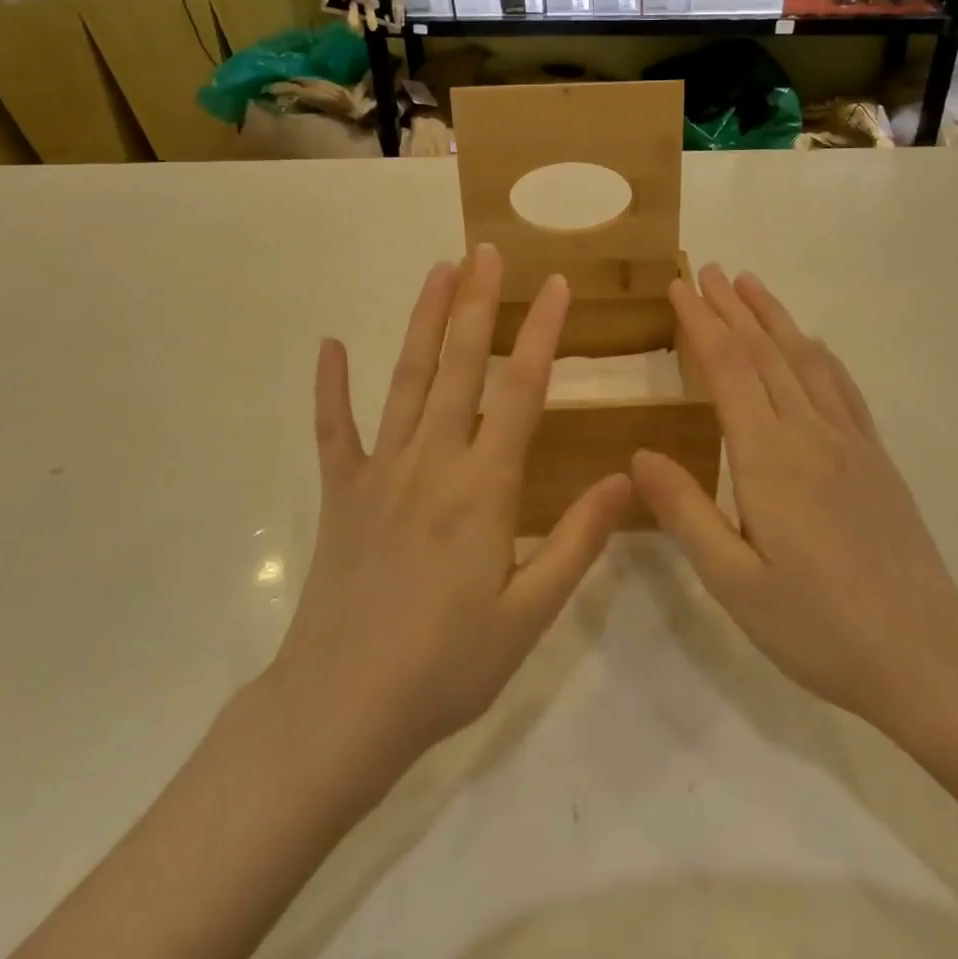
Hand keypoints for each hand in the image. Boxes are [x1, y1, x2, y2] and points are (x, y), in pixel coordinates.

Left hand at [270, 245, 631, 778]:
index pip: (522, 391)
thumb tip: (627, 478)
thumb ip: (578, 541)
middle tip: (486, 250)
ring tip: (438, 271)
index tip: (555, 285)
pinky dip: (331, 386)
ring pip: (406, 380)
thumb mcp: (530, 614)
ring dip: (423, 322)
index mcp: (485, 488)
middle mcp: (433, 462)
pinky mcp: (341, 493)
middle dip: (477, 303)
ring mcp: (380, 472)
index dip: (541, 333)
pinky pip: (334, 429)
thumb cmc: (447, 665)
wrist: (341, 708)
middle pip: (460, 366)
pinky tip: (330, 346)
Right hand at [632, 266, 957, 747]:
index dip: (701, 323)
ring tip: (751, 284)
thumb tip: (638, 453)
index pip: (727, 369)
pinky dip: (819, 354)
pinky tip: (812, 343)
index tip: (678, 288)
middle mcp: (809, 433)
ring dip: (774, 318)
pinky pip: (843, 388)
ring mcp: (849, 442)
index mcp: (768, 458)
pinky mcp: (875, 458)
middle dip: (731, 307)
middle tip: (706, 270)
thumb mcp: (734, 582)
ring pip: (805, 360)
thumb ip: (685, 512)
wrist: (926, 656)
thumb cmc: (818, 626)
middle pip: (765, 352)